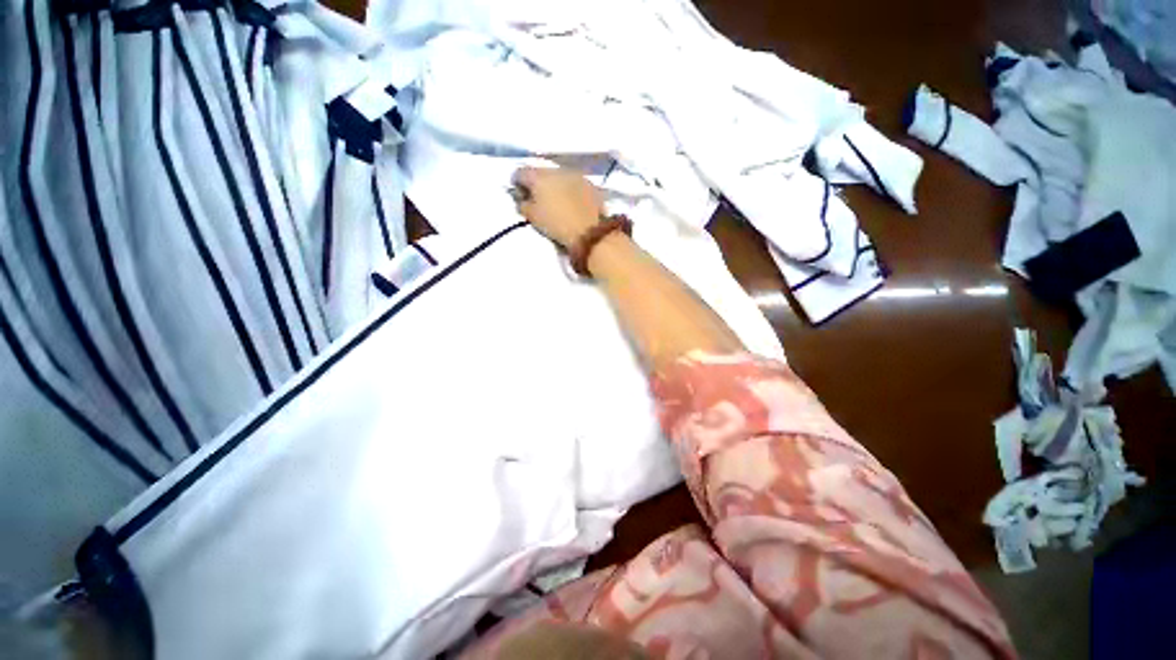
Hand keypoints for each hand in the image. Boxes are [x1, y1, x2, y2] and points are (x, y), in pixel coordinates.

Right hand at [512, 167, 602, 249]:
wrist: (591, 232)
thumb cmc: (557, 225)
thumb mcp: (532, 218)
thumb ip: (522, 204)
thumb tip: (521, 197)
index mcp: (538, 176)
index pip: (520, 172)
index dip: (517, 185)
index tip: (520, 196)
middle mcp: (557, 169)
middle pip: (541, 172)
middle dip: (538, 183)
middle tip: (538, 199)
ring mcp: (576, 175)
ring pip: (559, 176)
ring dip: (555, 185)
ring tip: (557, 202)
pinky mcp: (590, 184)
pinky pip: (574, 183)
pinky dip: (570, 190)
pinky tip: (572, 203)